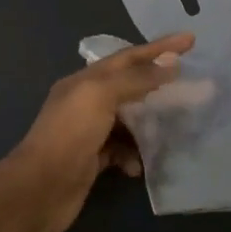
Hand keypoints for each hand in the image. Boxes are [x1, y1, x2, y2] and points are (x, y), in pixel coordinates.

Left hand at [8, 32, 194, 231]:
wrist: (40, 191)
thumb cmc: (70, 135)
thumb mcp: (102, 95)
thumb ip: (137, 78)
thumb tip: (172, 64)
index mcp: (84, 81)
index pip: (128, 57)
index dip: (159, 48)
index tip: (190, 40)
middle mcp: (85, 102)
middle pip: (130, 86)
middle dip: (158, 84)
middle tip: (189, 84)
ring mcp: (89, 132)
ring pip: (128, 119)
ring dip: (149, 123)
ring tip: (173, 126)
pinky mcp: (93, 160)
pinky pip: (122, 150)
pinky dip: (134, 154)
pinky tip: (140, 164)